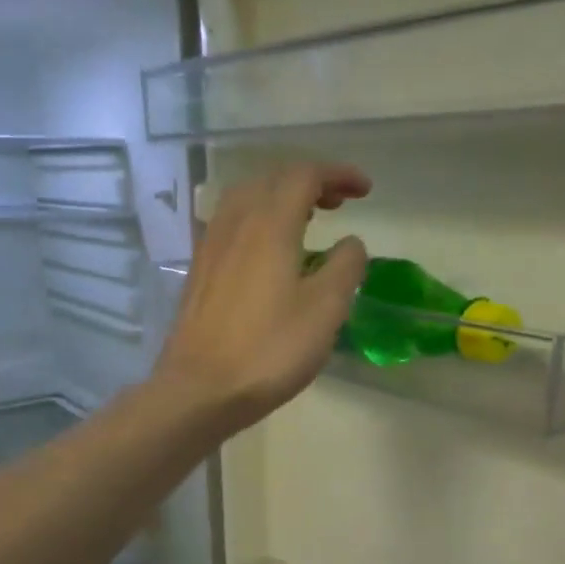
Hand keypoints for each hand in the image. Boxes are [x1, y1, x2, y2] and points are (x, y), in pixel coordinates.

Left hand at [153, 163, 370, 433]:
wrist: (200, 388)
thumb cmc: (269, 350)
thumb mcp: (325, 310)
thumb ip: (346, 267)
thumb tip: (350, 243)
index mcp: (270, 223)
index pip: (305, 175)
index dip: (338, 174)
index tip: (364, 190)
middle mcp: (236, 222)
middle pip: (273, 179)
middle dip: (310, 182)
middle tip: (338, 204)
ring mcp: (211, 245)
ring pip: (247, 199)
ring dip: (281, 199)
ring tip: (306, 223)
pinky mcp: (200, 270)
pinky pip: (232, 225)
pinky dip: (259, 221)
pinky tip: (269, 253)